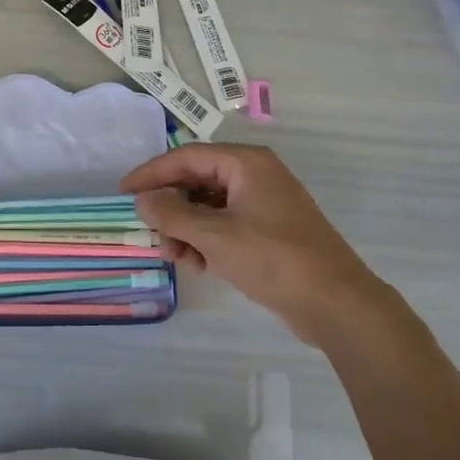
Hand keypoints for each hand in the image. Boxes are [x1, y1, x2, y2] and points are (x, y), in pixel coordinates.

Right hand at [121, 144, 388, 348]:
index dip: (152, 173)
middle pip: (196, 182)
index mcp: (245, 163)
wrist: (336, 303)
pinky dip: (206, 242)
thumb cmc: (273, 259)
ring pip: (208, 207)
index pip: (186, 157)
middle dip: (171, 209)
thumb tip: (142, 199)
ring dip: (186, 230)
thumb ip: (172, 214)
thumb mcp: (215, 235)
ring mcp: (263, 205)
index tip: (124, 192)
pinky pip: (225, 226)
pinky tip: (200, 266)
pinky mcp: (268, 232)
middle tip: (153, 234)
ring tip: (179, 258)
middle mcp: (254, 176)